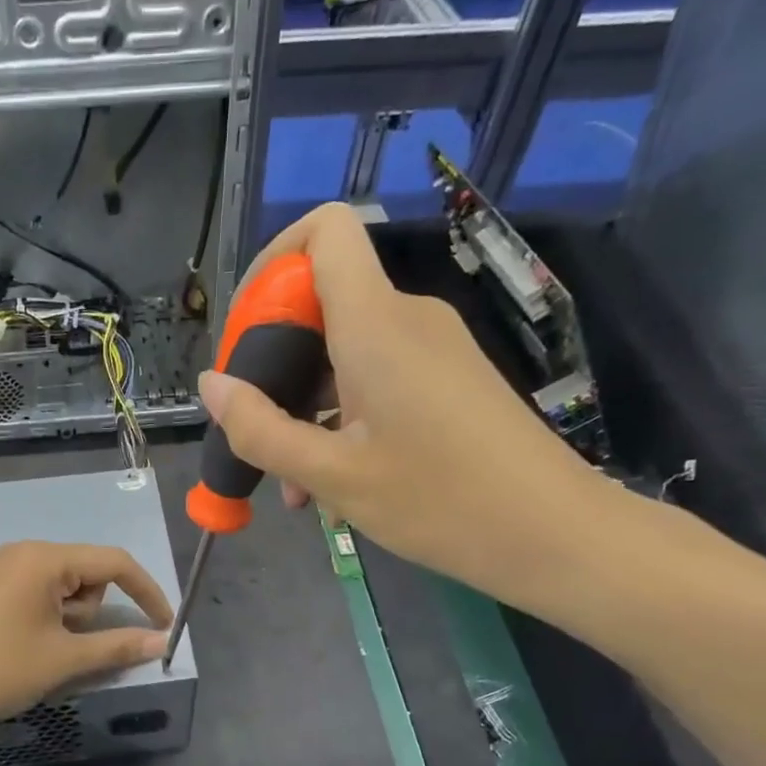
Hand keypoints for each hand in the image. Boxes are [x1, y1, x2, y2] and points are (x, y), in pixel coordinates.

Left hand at [0, 542, 172, 765]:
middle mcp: (20, 552)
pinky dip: (45, 612)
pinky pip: (34, 589)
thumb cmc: (4, 670)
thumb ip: (119, 645)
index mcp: (42, 559)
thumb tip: (162, 643)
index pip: (112, 562)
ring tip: (41, 646)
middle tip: (66, 643)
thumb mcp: (66, 659)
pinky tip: (23, 642)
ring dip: (67, 614)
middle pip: (85, 571)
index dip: (146, 591)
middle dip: (89, 609)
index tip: (164, 624)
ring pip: (60, 583)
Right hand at [199, 201, 619, 609]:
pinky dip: (341, 417)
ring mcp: (431, 349)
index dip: (273, 262)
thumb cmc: (441, 502)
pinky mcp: (447, 380)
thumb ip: (260, 429)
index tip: (245, 332)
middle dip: (274, 360)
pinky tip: (331, 483)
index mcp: (376, 324)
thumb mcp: (333, 475)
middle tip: (254, 430)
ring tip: (293, 484)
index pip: (325, 231)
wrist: (555, 535)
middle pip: (321, 300)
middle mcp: (405, 319)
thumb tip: (210, 385)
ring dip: (305, 406)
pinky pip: (374, 378)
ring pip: (343, 352)